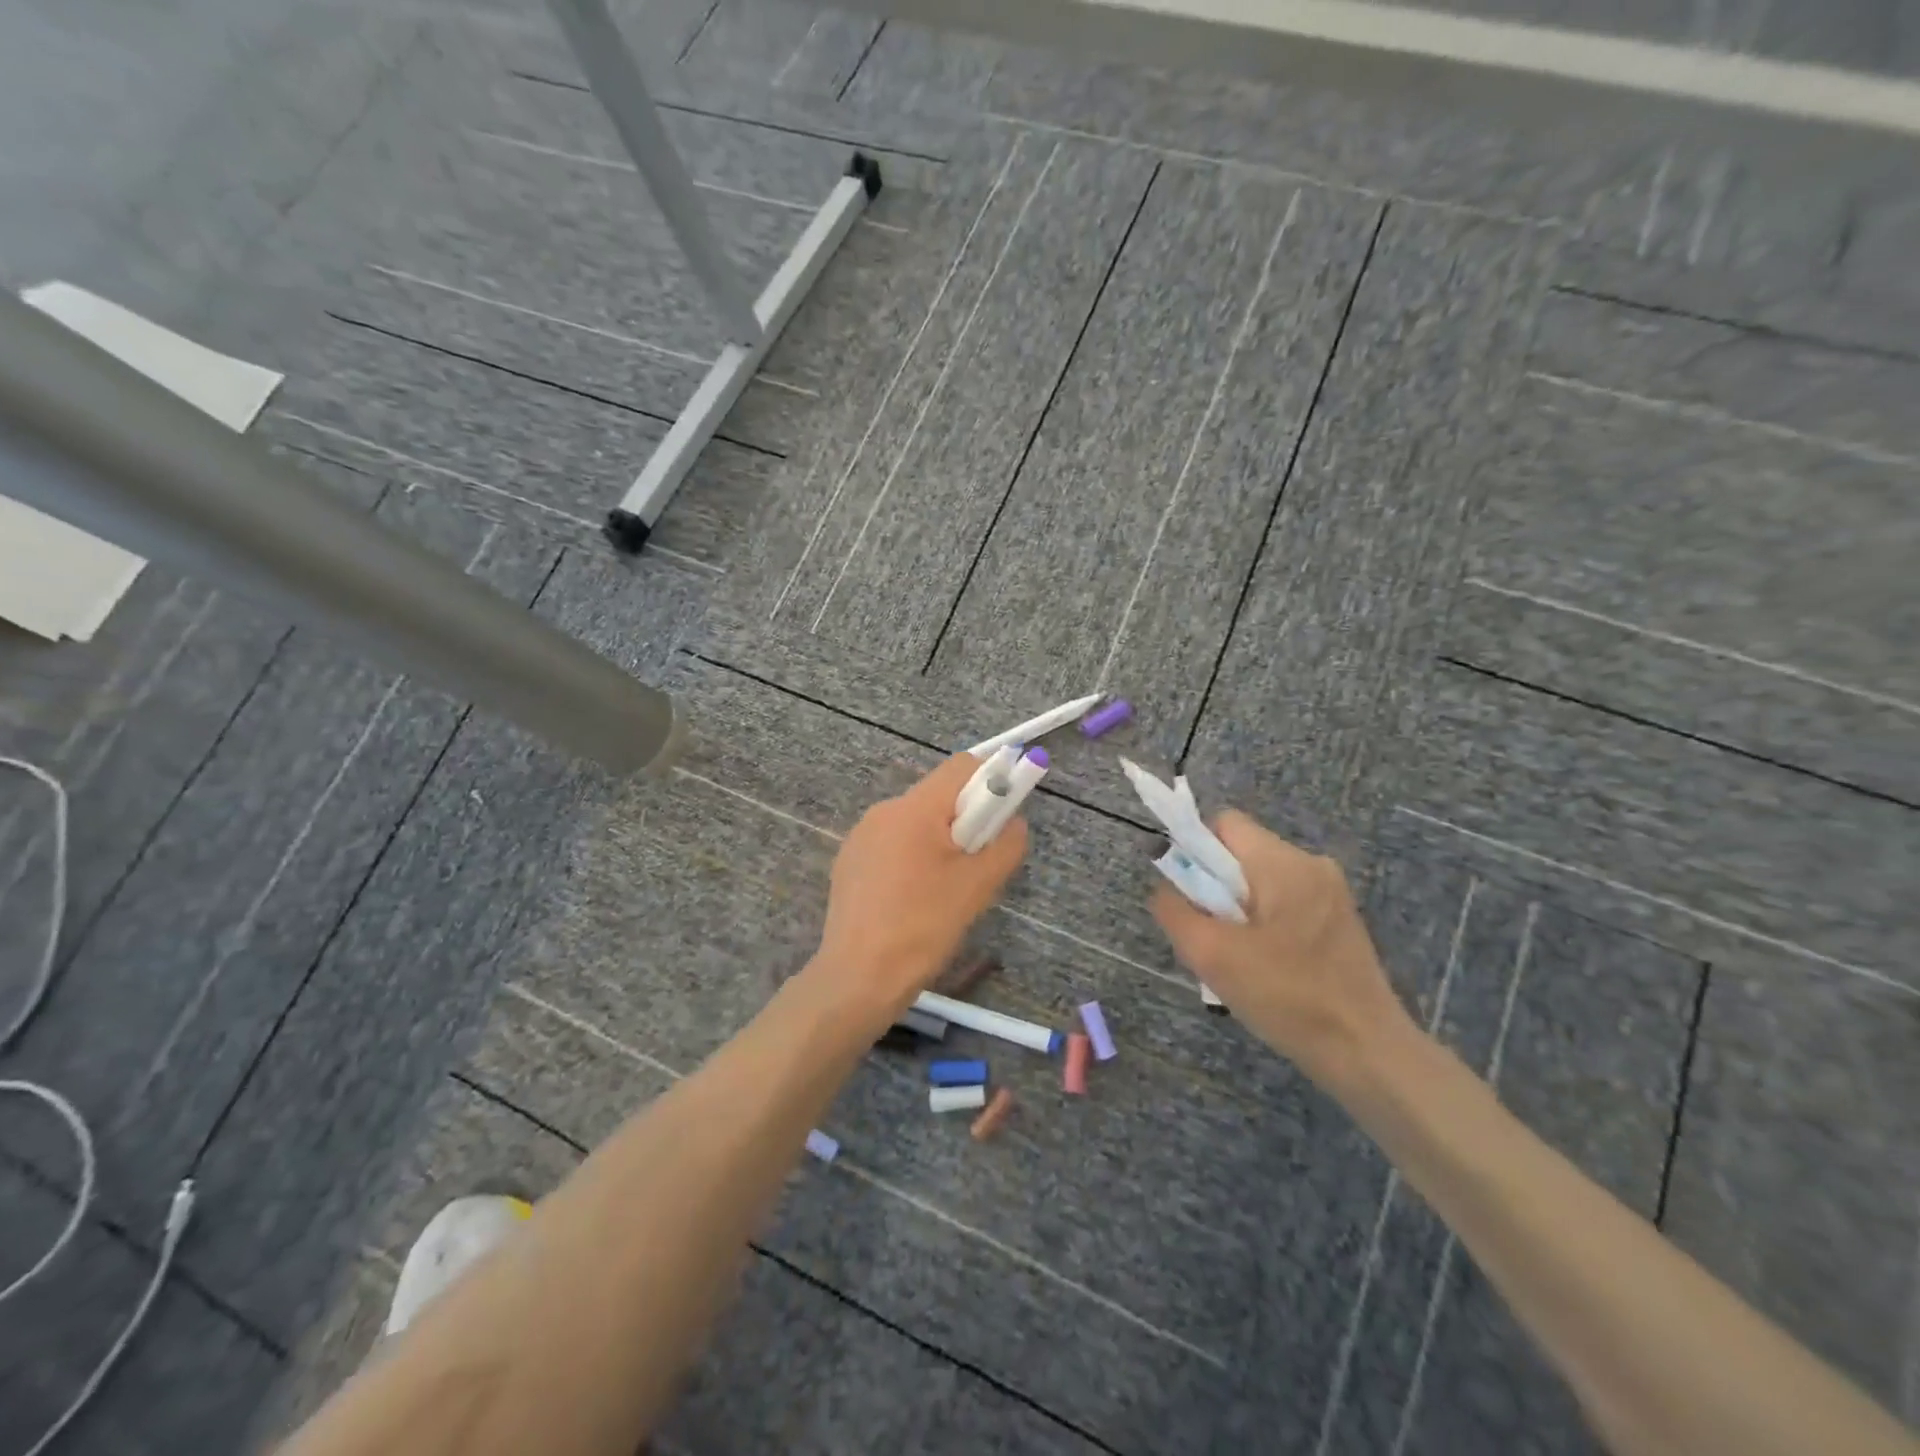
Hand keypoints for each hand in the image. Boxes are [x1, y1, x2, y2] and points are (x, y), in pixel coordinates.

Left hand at [812, 754, 1027, 1020]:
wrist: (858, 979)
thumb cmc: (923, 927)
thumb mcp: (978, 886)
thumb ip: (1006, 843)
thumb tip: (1013, 821)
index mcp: (914, 808)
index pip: (962, 766)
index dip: (993, 780)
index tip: (1003, 818)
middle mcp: (883, 811)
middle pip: (939, 796)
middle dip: (967, 820)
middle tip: (977, 865)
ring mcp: (860, 837)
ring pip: (916, 823)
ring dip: (940, 842)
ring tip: (945, 891)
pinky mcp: (849, 862)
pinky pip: (893, 845)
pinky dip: (913, 859)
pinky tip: (913, 901)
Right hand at [1151, 811, 1407, 1083]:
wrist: (1367, 1052)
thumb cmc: (1286, 997)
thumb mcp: (1211, 955)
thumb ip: (1174, 910)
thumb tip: (1165, 888)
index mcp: (1283, 863)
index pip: (1224, 823)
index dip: (1194, 850)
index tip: (1190, 897)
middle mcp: (1312, 865)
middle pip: (1241, 855)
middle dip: (1215, 889)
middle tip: (1212, 938)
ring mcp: (1331, 893)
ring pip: (1261, 883)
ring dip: (1238, 912)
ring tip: (1238, 960)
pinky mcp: (1340, 921)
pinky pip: (1285, 905)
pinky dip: (1264, 926)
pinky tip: (1266, 969)